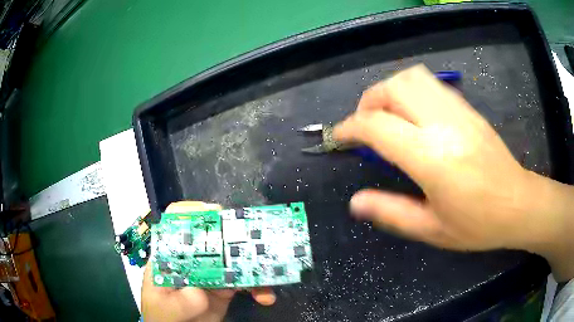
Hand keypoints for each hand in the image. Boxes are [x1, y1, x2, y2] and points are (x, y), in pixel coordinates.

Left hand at [141, 201, 275, 321]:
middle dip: (234, 234)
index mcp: (171, 255)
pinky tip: (265, 296)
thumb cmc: (163, 315)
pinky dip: (258, 286)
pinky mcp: (226, 287)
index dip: (193, 212)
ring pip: (234, 257)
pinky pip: (246, 281)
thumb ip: (180, 299)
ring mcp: (210, 272)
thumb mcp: (164, 307)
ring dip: (253, 262)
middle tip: (253, 239)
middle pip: (212, 235)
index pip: (176, 222)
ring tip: (267, 274)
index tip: (215, 213)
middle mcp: (191, 258)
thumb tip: (201, 291)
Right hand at [333, 65, 573, 279]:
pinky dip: (412, 91)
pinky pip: (431, 84)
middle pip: (394, 87)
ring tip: (388, 116)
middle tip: (365, 125)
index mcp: (432, 158)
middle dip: (369, 101)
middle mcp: (444, 124)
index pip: (378, 126)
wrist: (517, 204)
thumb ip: (391, 212)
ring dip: (390, 90)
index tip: (340, 137)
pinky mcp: (468, 108)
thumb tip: (355, 202)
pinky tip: (415, 116)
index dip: (351, 128)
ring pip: (412, 77)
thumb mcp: (431, 229)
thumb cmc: (477, 224)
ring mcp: (459, 111)